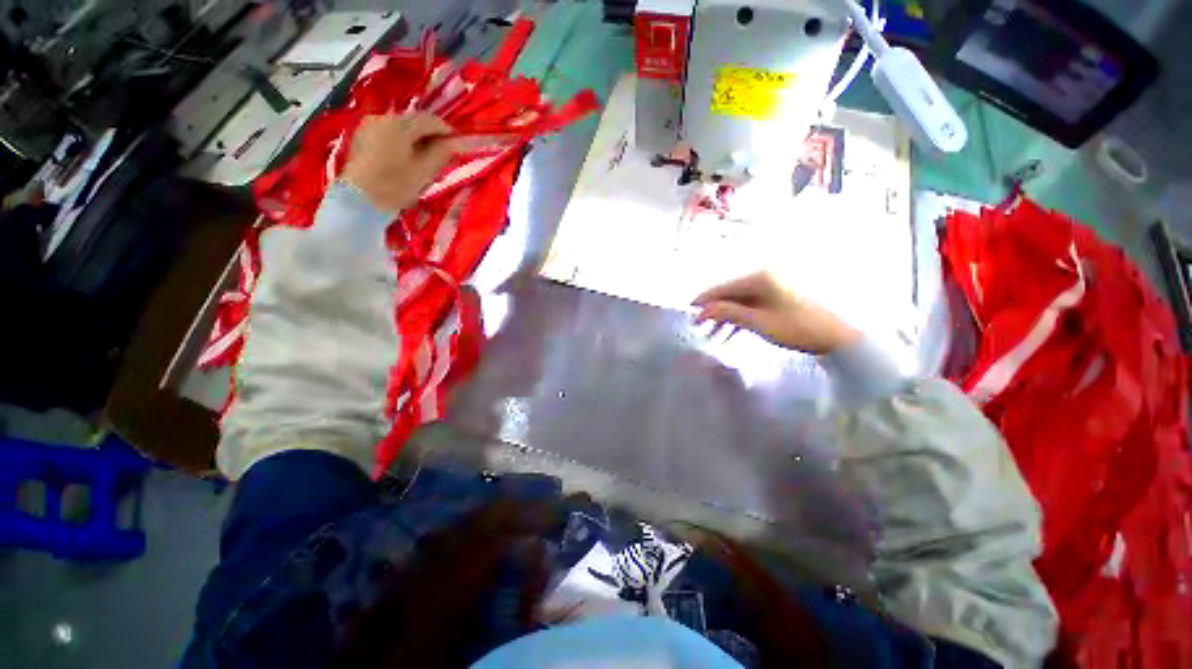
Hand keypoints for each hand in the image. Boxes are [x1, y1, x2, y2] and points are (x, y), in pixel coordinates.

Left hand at [341, 112, 467, 212]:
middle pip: (414, 122)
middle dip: (430, 135)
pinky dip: (402, 142)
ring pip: (401, 128)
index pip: (429, 120)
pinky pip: (389, 133)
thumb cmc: (394, 187)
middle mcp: (382, 117)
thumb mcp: (423, 171)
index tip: (458, 144)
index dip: (446, 131)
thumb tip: (459, 142)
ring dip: (416, 139)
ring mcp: (369, 125)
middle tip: (443, 154)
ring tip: (426, 158)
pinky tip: (408, 158)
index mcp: (398, 125)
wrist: (359, 201)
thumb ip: (442, 153)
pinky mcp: (362, 136)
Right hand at [692, 272, 859, 354]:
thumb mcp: (758, 322)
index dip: (704, 300)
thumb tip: (702, 311)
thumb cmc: (796, 328)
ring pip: (739, 302)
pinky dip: (739, 319)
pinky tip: (729, 334)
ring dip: (725, 318)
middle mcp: (763, 278)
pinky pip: (750, 307)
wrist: (836, 337)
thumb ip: (728, 313)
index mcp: (759, 278)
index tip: (688, 312)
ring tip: (711, 335)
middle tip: (697, 327)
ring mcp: (771, 288)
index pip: (723, 287)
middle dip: (713, 311)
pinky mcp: (776, 299)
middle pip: (730, 294)